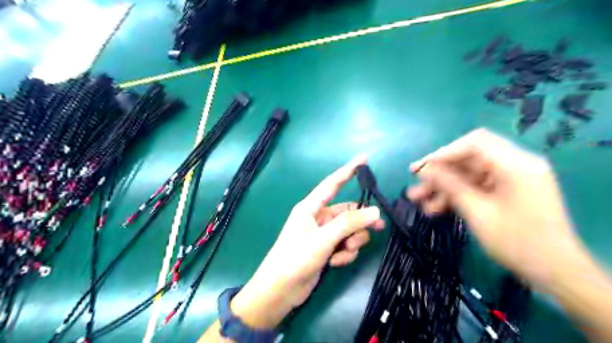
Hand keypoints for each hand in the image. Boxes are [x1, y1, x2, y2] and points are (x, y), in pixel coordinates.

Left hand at [229, 155, 380, 329]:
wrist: (280, 291)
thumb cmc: (296, 258)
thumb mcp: (324, 239)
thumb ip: (349, 223)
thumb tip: (374, 211)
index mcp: (311, 207)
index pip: (332, 183)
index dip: (348, 170)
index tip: (364, 158)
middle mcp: (318, 217)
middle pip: (347, 212)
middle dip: (360, 221)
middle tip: (378, 228)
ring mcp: (323, 234)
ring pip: (349, 230)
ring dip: (352, 241)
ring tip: (344, 252)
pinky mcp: (326, 249)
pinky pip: (344, 245)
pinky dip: (345, 253)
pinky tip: (335, 263)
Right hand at [406, 129, 579, 286]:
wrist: (556, 273)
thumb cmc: (518, 243)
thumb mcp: (477, 213)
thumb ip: (450, 186)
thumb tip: (424, 170)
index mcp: (515, 165)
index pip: (473, 144)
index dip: (443, 153)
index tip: (420, 169)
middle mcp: (515, 165)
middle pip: (469, 159)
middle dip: (440, 173)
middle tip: (416, 187)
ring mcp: (512, 178)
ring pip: (469, 174)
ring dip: (444, 186)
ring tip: (419, 201)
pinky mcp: (508, 190)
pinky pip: (477, 186)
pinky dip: (457, 194)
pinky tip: (437, 208)